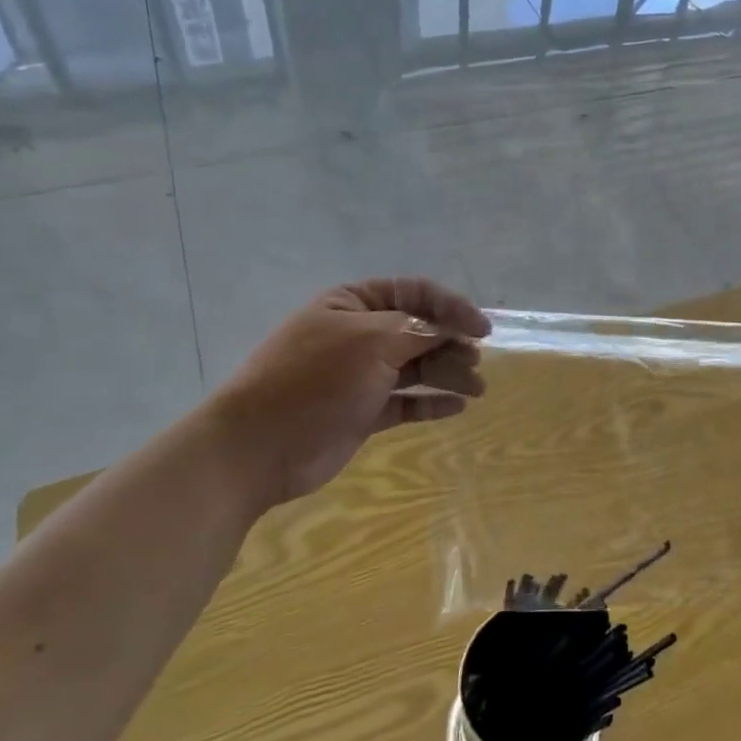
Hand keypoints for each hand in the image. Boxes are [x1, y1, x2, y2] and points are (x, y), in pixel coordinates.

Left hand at [208, 277, 490, 511]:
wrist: (258, 447)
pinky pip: (406, 402)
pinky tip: (456, 408)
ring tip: (476, 389)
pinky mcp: (363, 412)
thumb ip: (418, 330)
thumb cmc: (316, 380)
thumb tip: (453, 329)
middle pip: (419, 331)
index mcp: (353, 304)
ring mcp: (360, 375)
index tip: (482, 329)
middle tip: (475, 364)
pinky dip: (431, 403)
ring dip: (448, 374)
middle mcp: (359, 335)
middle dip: (452, 344)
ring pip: (417, 368)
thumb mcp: (371, 341)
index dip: (452, 307)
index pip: (414, 293)